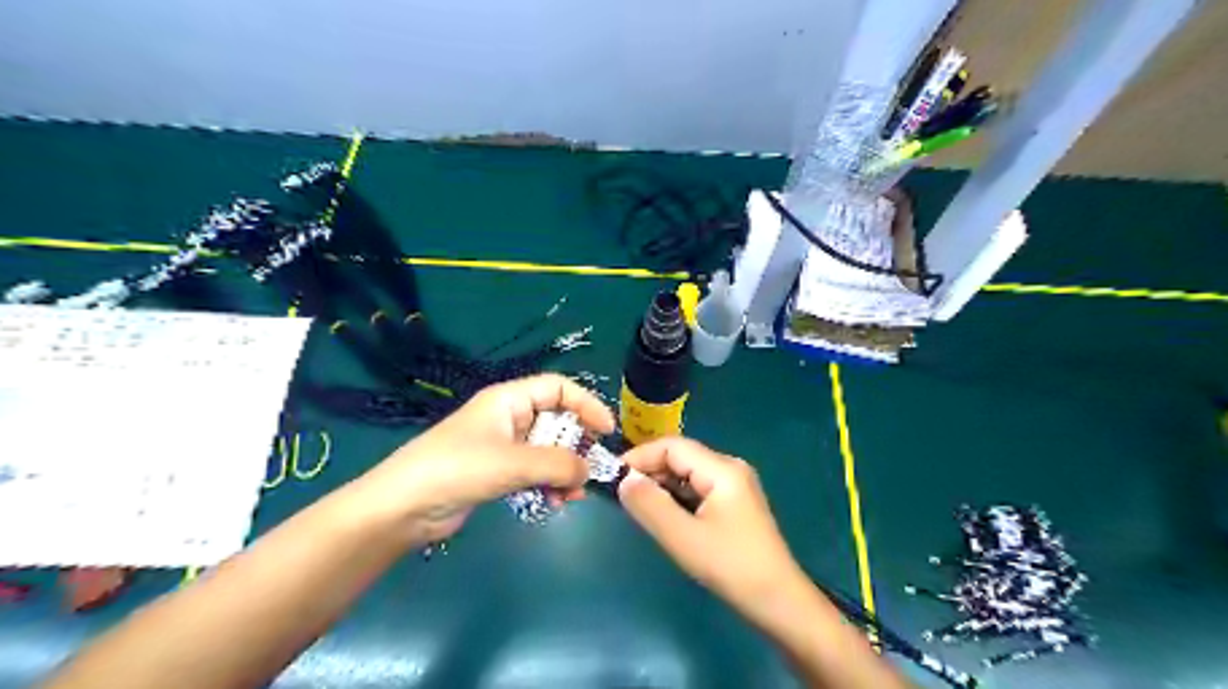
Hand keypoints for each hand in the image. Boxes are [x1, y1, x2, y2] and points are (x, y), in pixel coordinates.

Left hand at [351, 374, 610, 546]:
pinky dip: (548, 485)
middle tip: (590, 470)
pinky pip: (533, 472)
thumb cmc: (457, 469)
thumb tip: (589, 471)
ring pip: (547, 451)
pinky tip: (555, 503)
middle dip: (576, 445)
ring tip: (572, 496)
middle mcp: (508, 417)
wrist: (402, 508)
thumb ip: (557, 464)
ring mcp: (502, 446)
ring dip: (564, 471)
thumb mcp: (513, 462)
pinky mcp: (496, 473)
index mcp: (509, 399)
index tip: (607, 431)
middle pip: (556, 421)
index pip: (558, 388)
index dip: (586, 404)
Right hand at [618, 439, 811, 626]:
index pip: (673, 446)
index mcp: (722, 469)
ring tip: (637, 505)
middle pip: (681, 457)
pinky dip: (677, 497)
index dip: (641, 456)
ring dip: (662, 485)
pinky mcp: (734, 504)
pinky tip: (663, 515)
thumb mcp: (683, 537)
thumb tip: (623, 480)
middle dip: (649, 471)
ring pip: (688, 474)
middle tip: (621, 494)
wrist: (779, 602)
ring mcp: (734, 486)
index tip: (613, 476)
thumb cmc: (731, 566)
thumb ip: (650, 505)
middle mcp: (729, 468)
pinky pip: (698, 489)